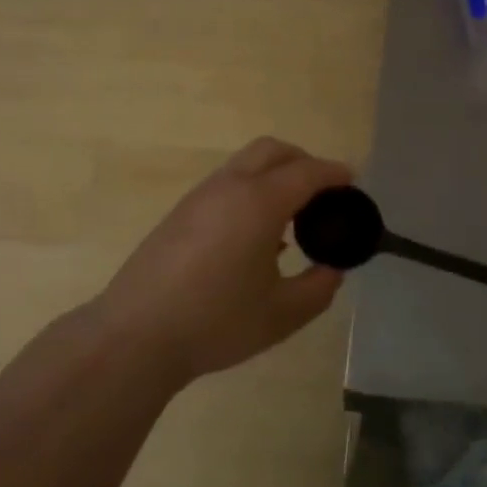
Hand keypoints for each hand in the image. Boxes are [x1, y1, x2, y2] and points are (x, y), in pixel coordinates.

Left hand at [97, 138, 351, 385]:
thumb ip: (317, 288)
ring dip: (273, 175)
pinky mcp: (180, 213)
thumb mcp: (281, 314)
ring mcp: (200, 197)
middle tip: (322, 191)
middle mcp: (230, 187)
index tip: (351, 181)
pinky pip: (226, 184)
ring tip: (291, 217)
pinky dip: (250, 190)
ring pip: (245, 164)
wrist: (135, 335)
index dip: (334, 173)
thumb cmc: (216, 322)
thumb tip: (332, 270)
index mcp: (259, 202)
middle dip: (303, 160)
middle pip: (272, 150)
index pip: (306, 172)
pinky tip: (255, 235)